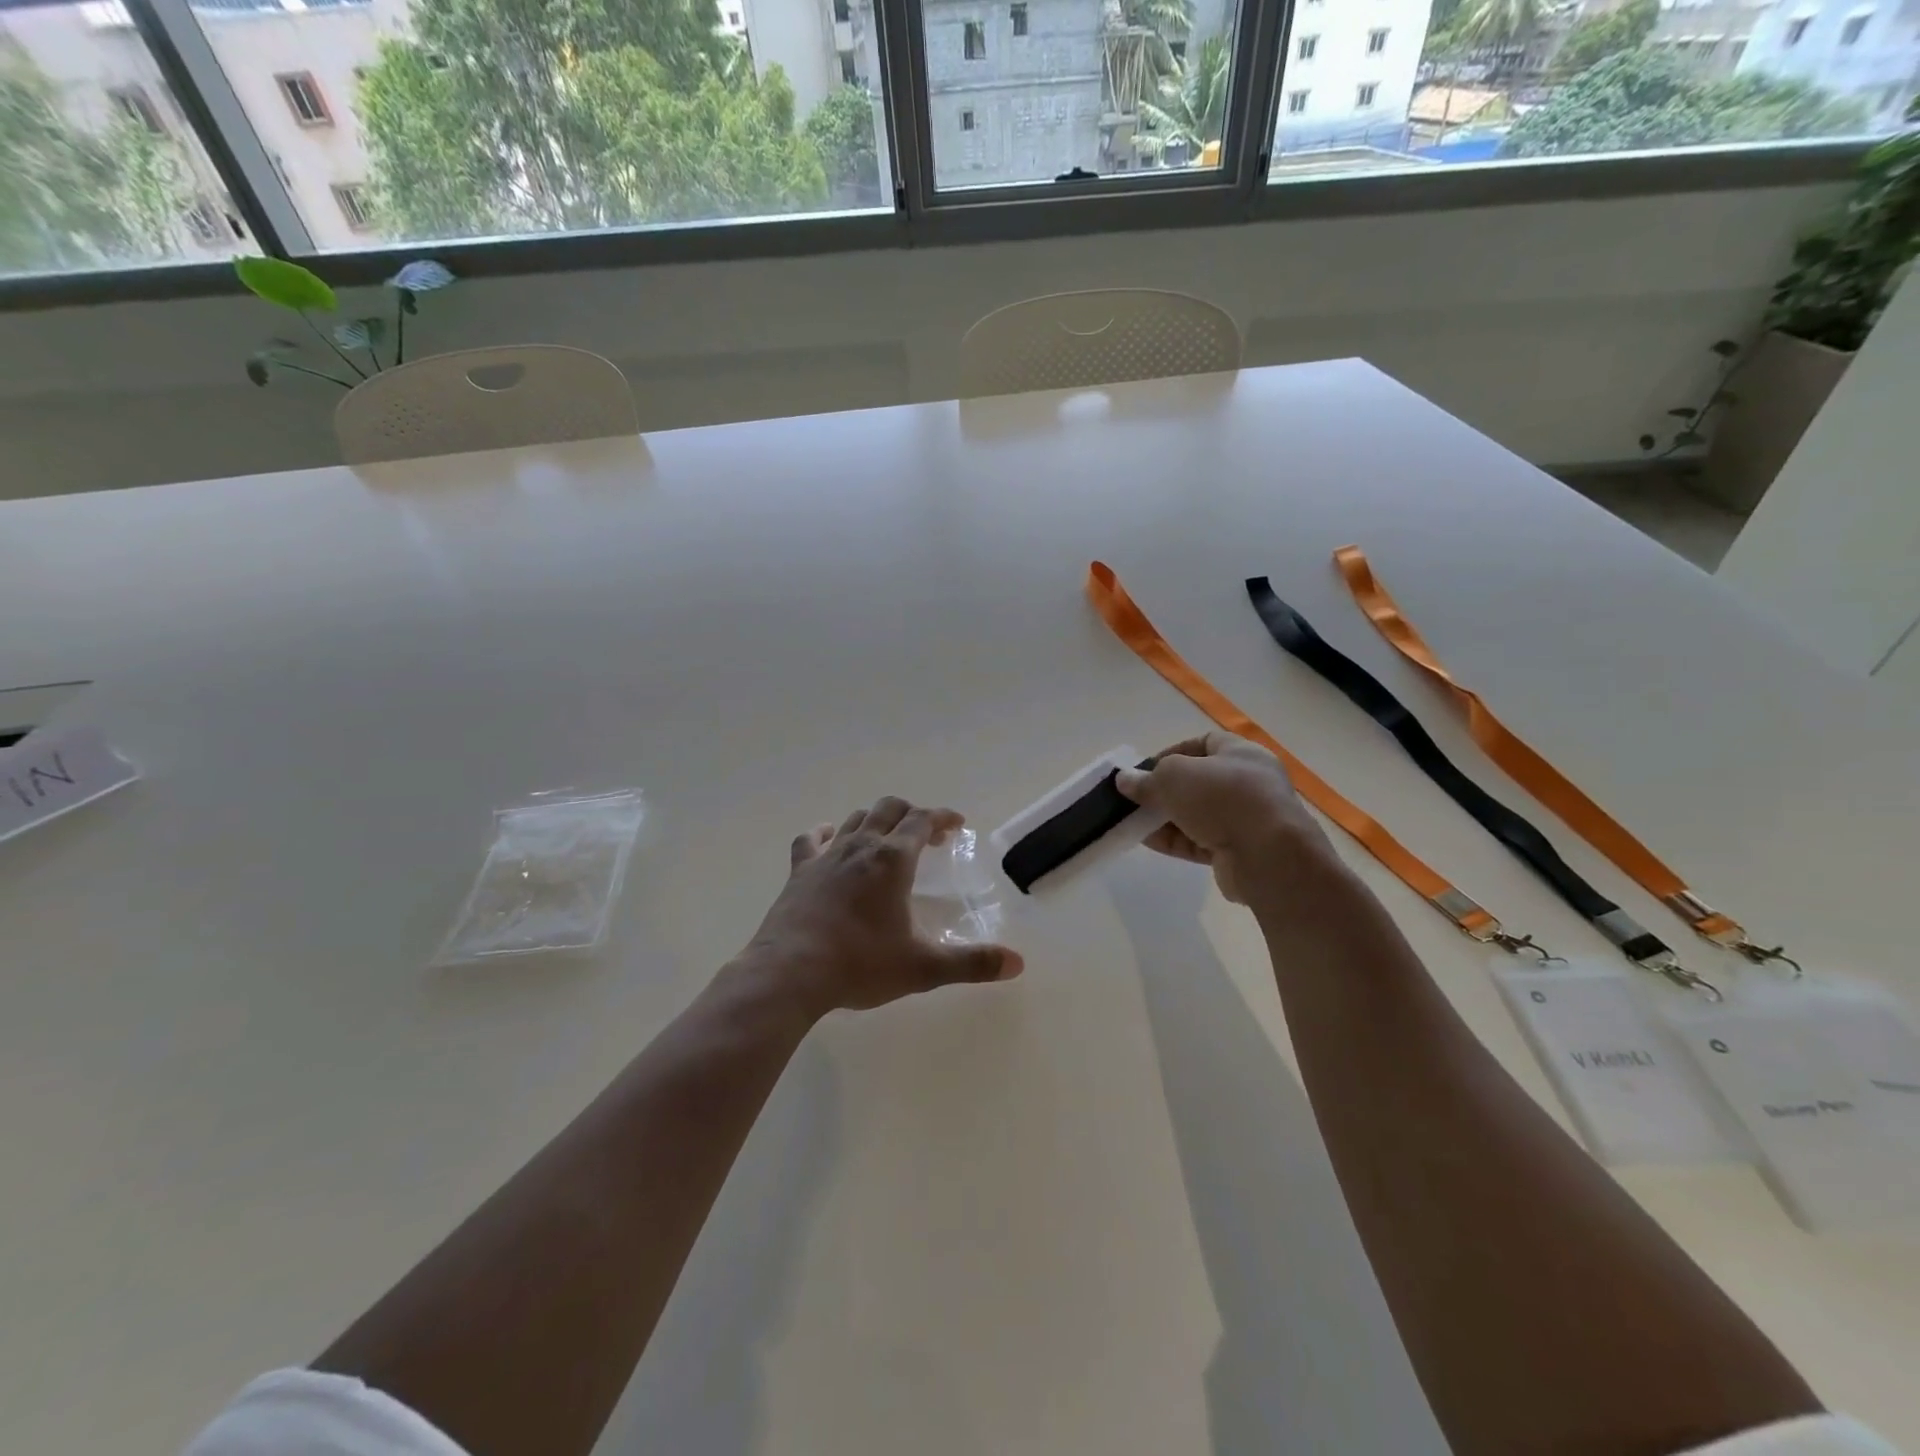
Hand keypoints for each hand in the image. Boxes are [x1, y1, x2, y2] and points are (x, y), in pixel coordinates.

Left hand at [741, 796, 1023, 1017]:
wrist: (789, 973)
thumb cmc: (860, 964)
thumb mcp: (922, 967)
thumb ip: (971, 963)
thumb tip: (1017, 963)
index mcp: (892, 860)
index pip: (922, 820)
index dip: (942, 817)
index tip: (956, 825)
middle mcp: (860, 846)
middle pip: (889, 809)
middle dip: (911, 814)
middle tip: (926, 836)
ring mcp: (826, 856)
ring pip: (854, 819)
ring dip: (875, 820)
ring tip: (886, 839)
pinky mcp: (799, 871)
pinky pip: (812, 839)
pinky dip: (826, 833)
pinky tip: (830, 839)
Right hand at [1115, 732, 1335, 904]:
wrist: (1267, 855)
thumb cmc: (1222, 798)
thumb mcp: (1174, 777)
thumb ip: (1147, 778)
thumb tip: (1125, 780)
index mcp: (1241, 754)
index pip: (1203, 744)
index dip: (1172, 753)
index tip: (1145, 769)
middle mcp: (1248, 783)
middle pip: (1198, 782)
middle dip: (1165, 790)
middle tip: (1136, 798)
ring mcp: (1246, 819)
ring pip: (1198, 814)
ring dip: (1166, 818)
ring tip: (1135, 822)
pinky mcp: (1239, 850)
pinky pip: (1200, 841)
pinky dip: (1176, 841)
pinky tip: (1149, 842)